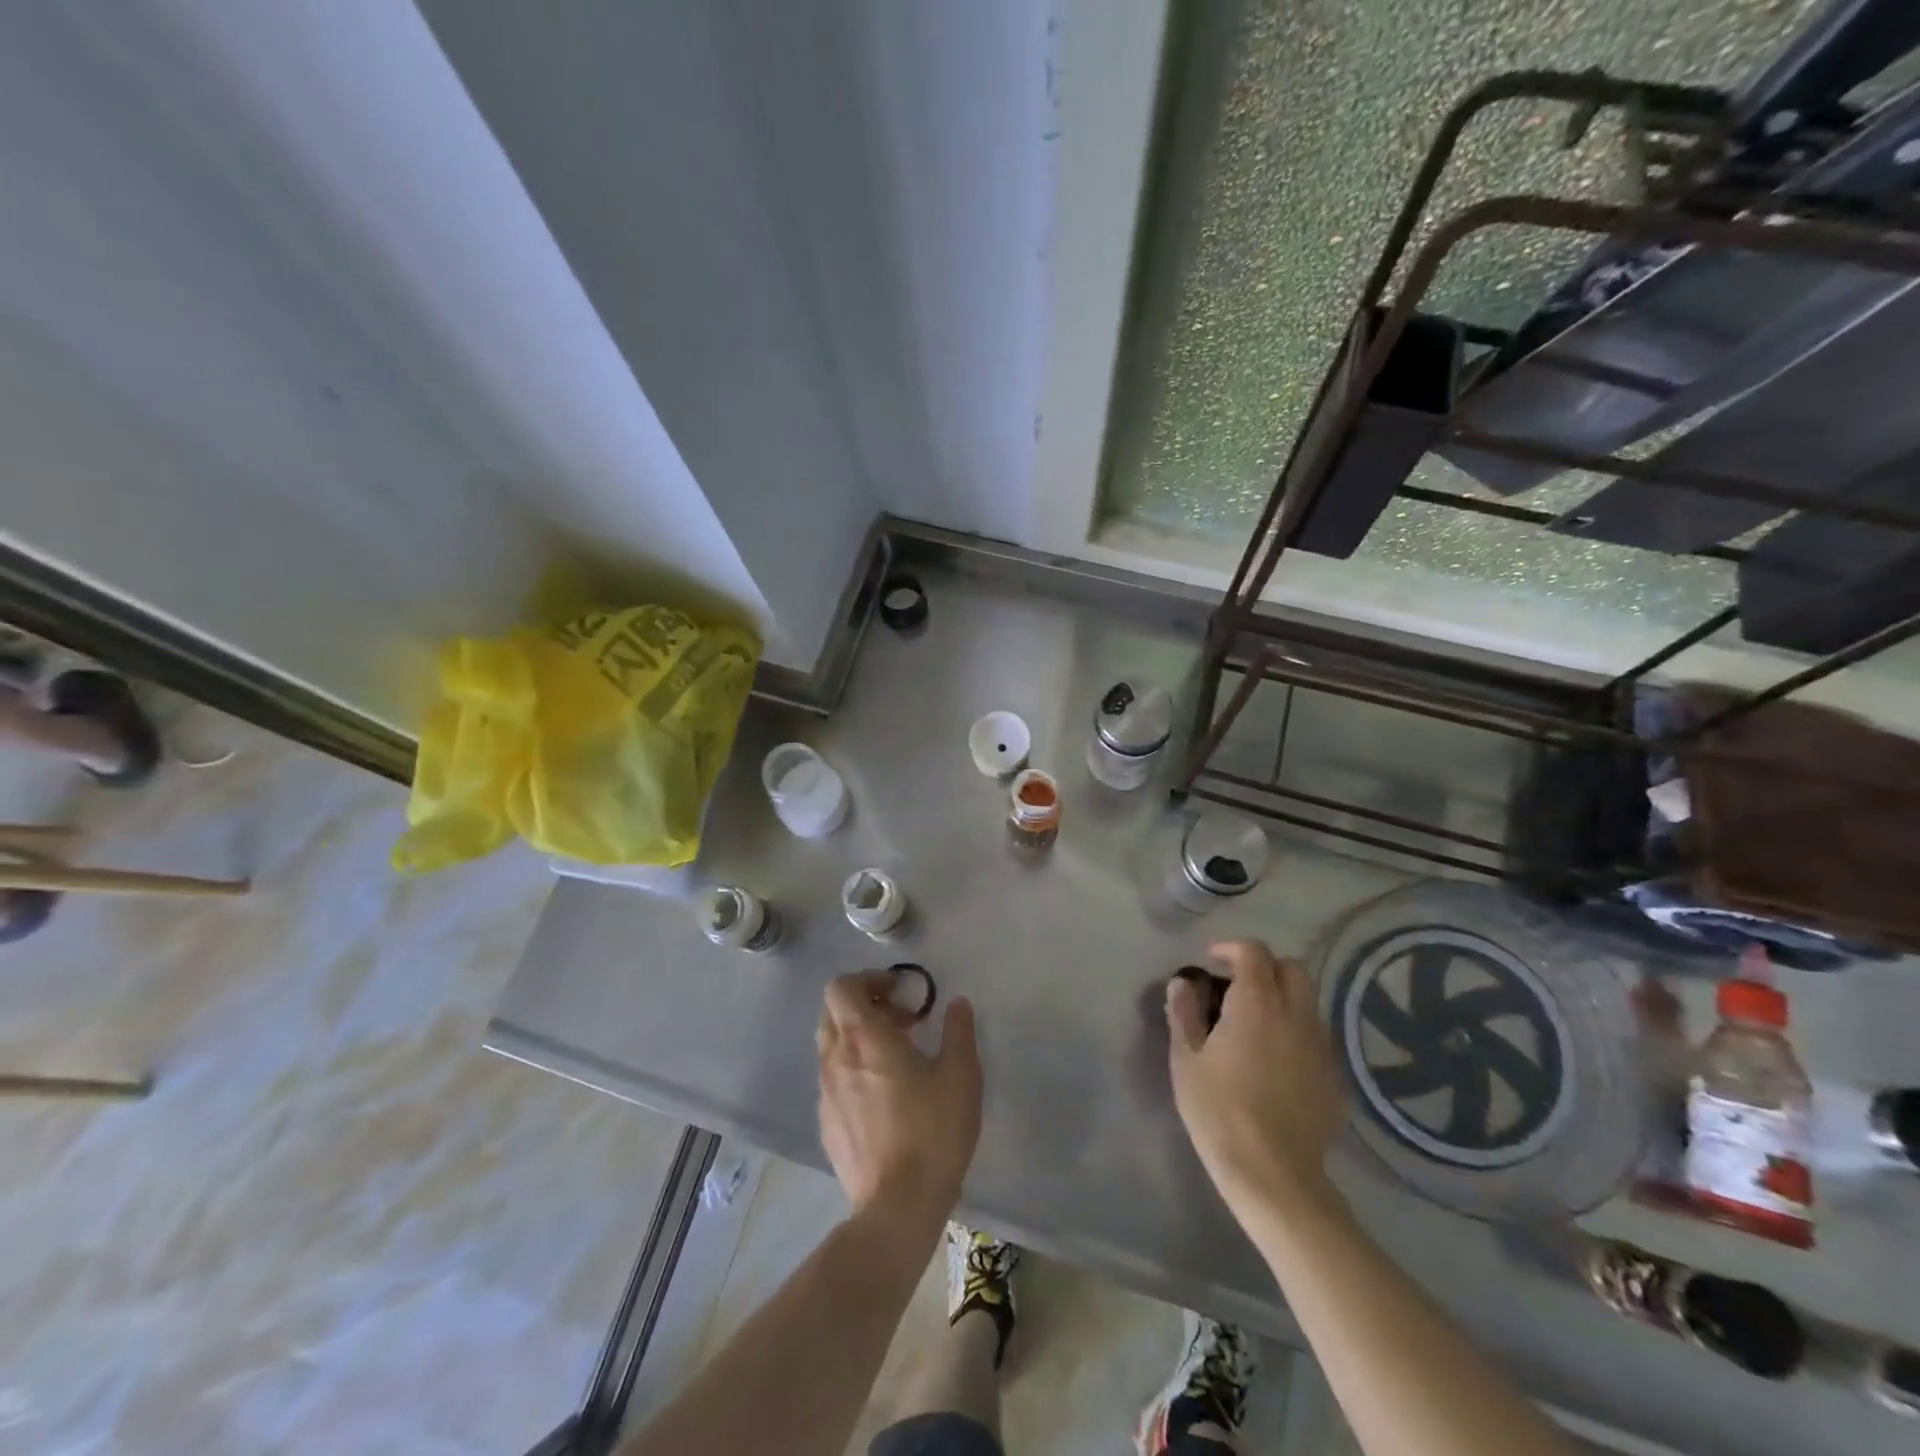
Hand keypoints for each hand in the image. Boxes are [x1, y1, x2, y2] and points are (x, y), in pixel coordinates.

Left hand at [817, 971, 981, 1232]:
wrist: (898, 1207)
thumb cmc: (933, 1131)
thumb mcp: (961, 1074)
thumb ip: (958, 1030)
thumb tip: (957, 1004)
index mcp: (864, 1037)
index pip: (841, 987)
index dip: (868, 979)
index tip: (900, 992)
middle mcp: (836, 1058)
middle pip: (833, 1012)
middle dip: (864, 1005)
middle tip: (901, 1020)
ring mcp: (826, 1093)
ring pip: (832, 1046)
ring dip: (859, 1038)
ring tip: (897, 1058)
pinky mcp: (826, 1124)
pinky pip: (834, 1080)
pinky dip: (853, 1071)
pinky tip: (885, 1097)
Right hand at [1166, 940, 1345, 1224]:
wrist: (1273, 1174)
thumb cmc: (1219, 1110)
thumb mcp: (1186, 1059)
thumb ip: (1183, 1013)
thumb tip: (1182, 983)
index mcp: (1257, 1002)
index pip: (1253, 952)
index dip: (1231, 948)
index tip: (1211, 960)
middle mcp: (1296, 1014)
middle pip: (1292, 969)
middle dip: (1264, 968)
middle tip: (1236, 987)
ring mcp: (1320, 1046)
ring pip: (1307, 1002)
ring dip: (1282, 999)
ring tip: (1254, 1024)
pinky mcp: (1333, 1077)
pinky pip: (1315, 1037)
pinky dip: (1295, 1032)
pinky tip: (1274, 1060)